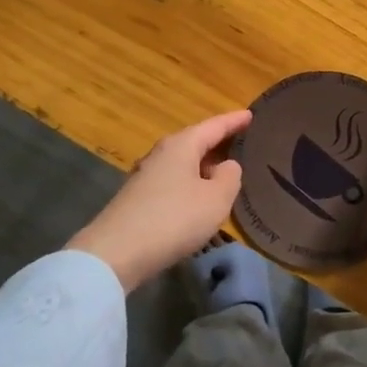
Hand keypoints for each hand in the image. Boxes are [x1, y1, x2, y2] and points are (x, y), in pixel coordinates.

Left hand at [70, 110, 250, 290]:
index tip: (251, 114)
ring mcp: (145, 176)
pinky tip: (198, 198)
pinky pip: (173, 181)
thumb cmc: (174, 218)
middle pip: (195, 141)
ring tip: (223, 172)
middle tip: (241, 142)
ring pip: (182, 163)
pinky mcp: (137, 199)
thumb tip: (227, 166)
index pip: (214, 126)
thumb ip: (229, 177)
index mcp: (182, 145)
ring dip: (203, 165)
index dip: (234, 121)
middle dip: (217, 142)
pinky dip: (190, 183)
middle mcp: (161, 154)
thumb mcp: (215, 199)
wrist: (115, 253)